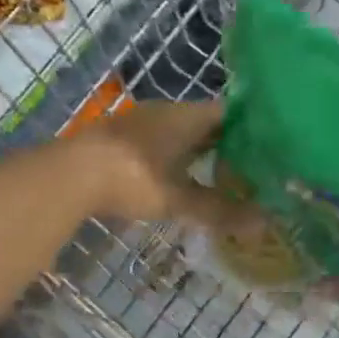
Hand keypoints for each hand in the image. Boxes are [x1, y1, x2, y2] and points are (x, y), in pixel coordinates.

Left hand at [73, 99, 252, 229]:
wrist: (68, 175)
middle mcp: (165, 111)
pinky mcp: (119, 138)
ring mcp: (139, 122)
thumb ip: (219, 210)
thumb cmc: (133, 179)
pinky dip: (175, 156)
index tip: (270, 146)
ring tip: (220, 174)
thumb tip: (263, 226)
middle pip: (205, 122)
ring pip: (180, 131)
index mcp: (186, 116)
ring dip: (198, 150)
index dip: (252, 127)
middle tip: (252, 166)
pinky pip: (159, 141)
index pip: (229, 112)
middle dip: (227, 142)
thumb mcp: (179, 199)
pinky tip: (179, 177)